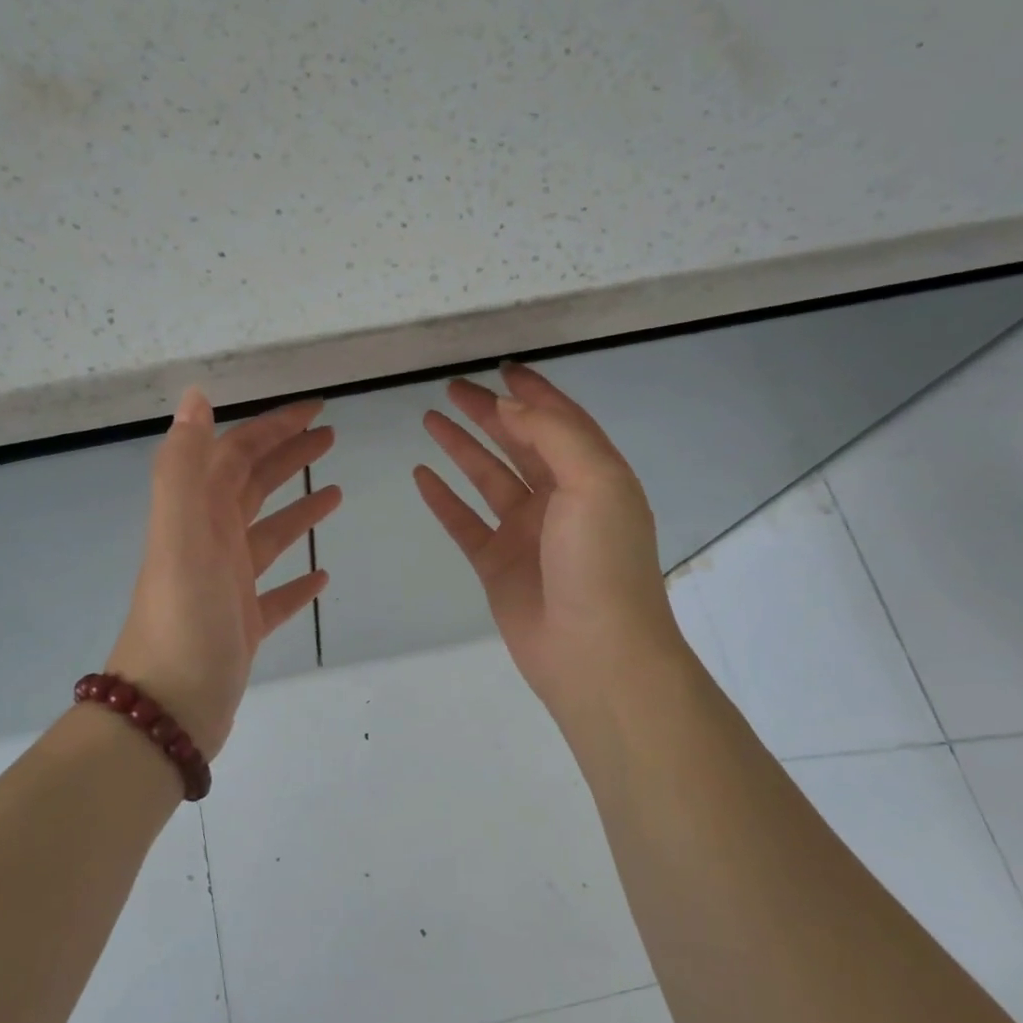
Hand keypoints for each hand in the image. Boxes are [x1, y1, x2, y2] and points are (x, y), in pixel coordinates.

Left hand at [108, 389, 340, 759]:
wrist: (168, 709)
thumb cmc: (182, 618)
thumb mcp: (180, 535)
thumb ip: (184, 466)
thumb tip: (195, 396)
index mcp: (197, 516)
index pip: (236, 454)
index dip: (273, 428)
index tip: (316, 410)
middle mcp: (209, 543)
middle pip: (253, 487)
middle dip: (288, 457)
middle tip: (331, 438)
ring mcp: (226, 586)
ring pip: (268, 535)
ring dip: (299, 511)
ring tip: (337, 494)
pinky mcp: (242, 625)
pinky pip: (275, 593)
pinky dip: (297, 579)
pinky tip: (322, 575)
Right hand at [414, 364, 685, 723]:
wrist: (595, 653)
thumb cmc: (601, 563)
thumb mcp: (594, 483)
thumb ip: (555, 436)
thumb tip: (511, 407)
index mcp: (593, 475)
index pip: (559, 420)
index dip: (532, 393)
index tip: (500, 368)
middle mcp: (560, 499)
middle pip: (519, 443)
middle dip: (488, 413)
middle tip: (451, 388)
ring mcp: (526, 533)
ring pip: (488, 478)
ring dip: (462, 448)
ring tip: (428, 419)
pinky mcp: (497, 564)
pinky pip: (465, 522)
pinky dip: (443, 499)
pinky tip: (421, 475)